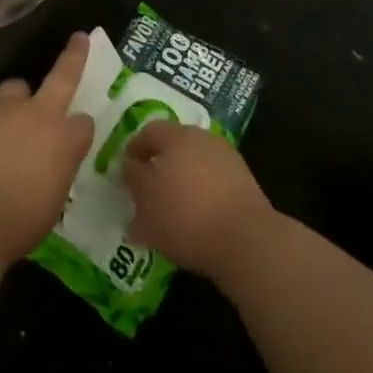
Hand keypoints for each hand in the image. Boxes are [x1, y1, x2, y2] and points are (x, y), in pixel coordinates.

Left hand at [0, 33, 96, 261]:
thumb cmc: (17, 221)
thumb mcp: (49, 206)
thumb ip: (51, 177)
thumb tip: (45, 172)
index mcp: (64, 140)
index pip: (84, 124)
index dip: (81, 129)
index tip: (77, 135)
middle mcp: (37, 114)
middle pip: (62, 75)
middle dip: (74, 55)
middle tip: (79, 39)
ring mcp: (1, 109)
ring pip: (13, 89)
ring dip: (13, 101)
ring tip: (3, 121)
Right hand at [123, 120, 274, 282]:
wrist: (247, 241)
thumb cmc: (185, 213)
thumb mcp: (145, 197)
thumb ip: (133, 177)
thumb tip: (131, 166)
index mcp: (178, 135)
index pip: (149, 132)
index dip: (134, 150)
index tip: (125, 172)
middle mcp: (204, 140)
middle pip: (174, 148)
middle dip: (158, 169)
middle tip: (145, 193)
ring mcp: (228, 162)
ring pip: (194, 169)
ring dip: (180, 186)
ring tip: (168, 215)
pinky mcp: (245, 188)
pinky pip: (213, 187)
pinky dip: (200, 200)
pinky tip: (194, 224)